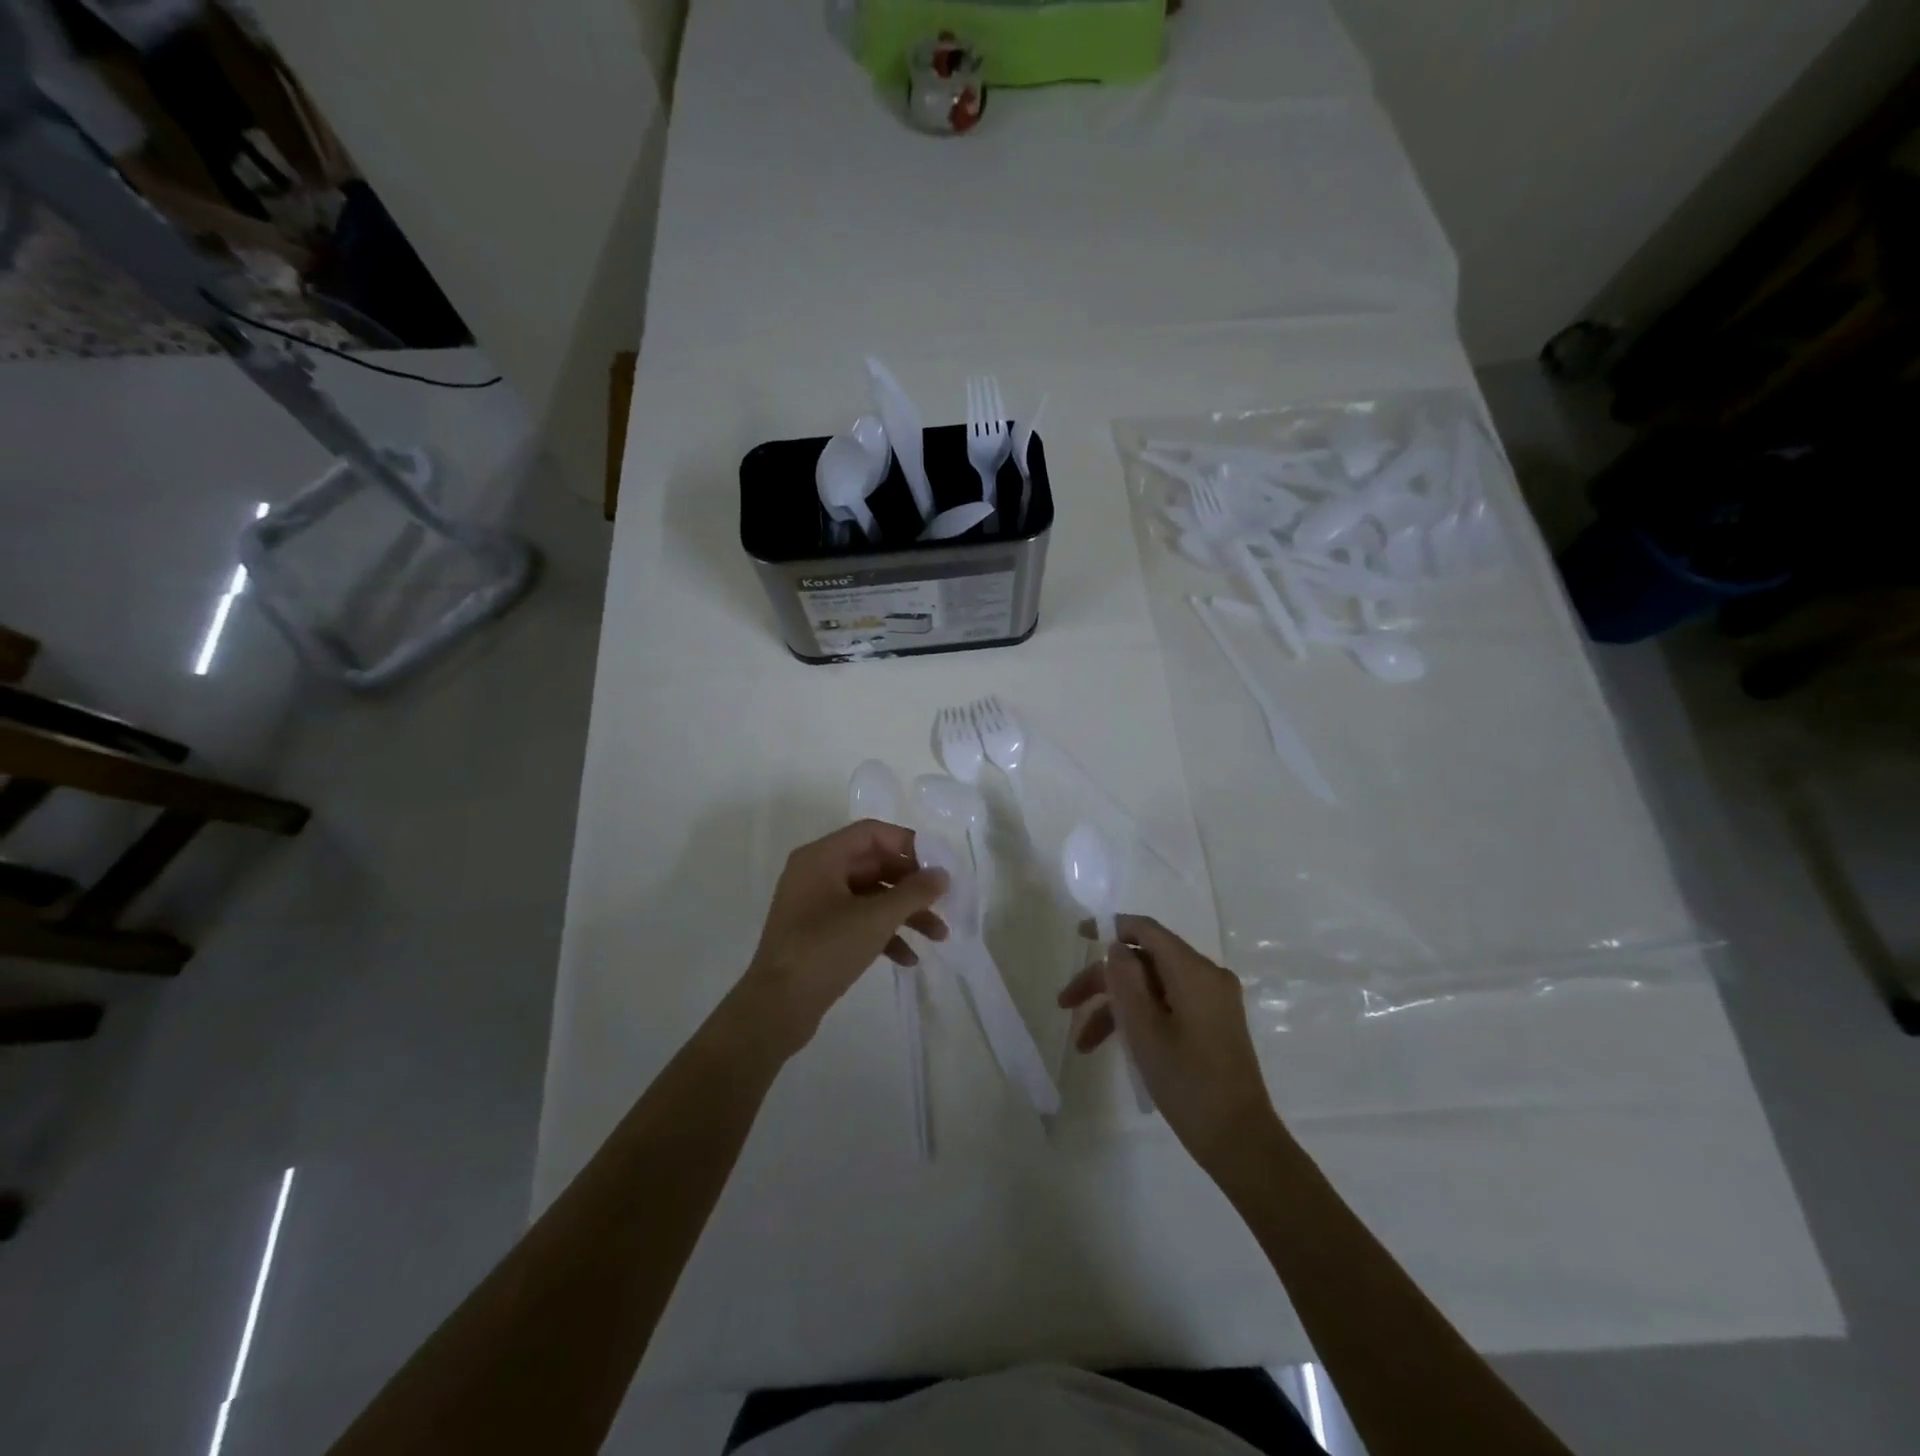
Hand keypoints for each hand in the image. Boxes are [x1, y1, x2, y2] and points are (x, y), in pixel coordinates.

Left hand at [738, 820, 947, 1057]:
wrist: (776, 1008)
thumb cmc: (825, 949)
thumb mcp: (876, 918)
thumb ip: (914, 892)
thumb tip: (942, 874)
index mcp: (821, 857)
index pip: (872, 834)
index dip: (908, 845)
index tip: (938, 865)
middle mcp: (816, 873)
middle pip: (874, 865)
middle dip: (912, 886)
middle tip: (944, 903)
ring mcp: (815, 905)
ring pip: (869, 897)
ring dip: (904, 913)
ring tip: (938, 937)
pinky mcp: (817, 935)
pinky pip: (857, 922)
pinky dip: (883, 934)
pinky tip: (908, 959)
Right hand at [1058, 915, 1275, 1169]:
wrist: (1240, 1141)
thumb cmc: (1187, 1082)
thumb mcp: (1144, 1029)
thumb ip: (1125, 979)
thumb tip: (1118, 947)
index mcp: (1194, 970)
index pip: (1146, 930)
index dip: (1110, 927)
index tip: (1078, 935)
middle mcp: (1207, 976)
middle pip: (1145, 961)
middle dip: (1104, 980)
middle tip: (1066, 1005)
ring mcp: (1213, 1000)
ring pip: (1153, 986)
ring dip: (1117, 1007)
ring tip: (1084, 1043)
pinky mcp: (1214, 1022)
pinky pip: (1169, 1004)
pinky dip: (1140, 1018)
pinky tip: (1116, 1046)